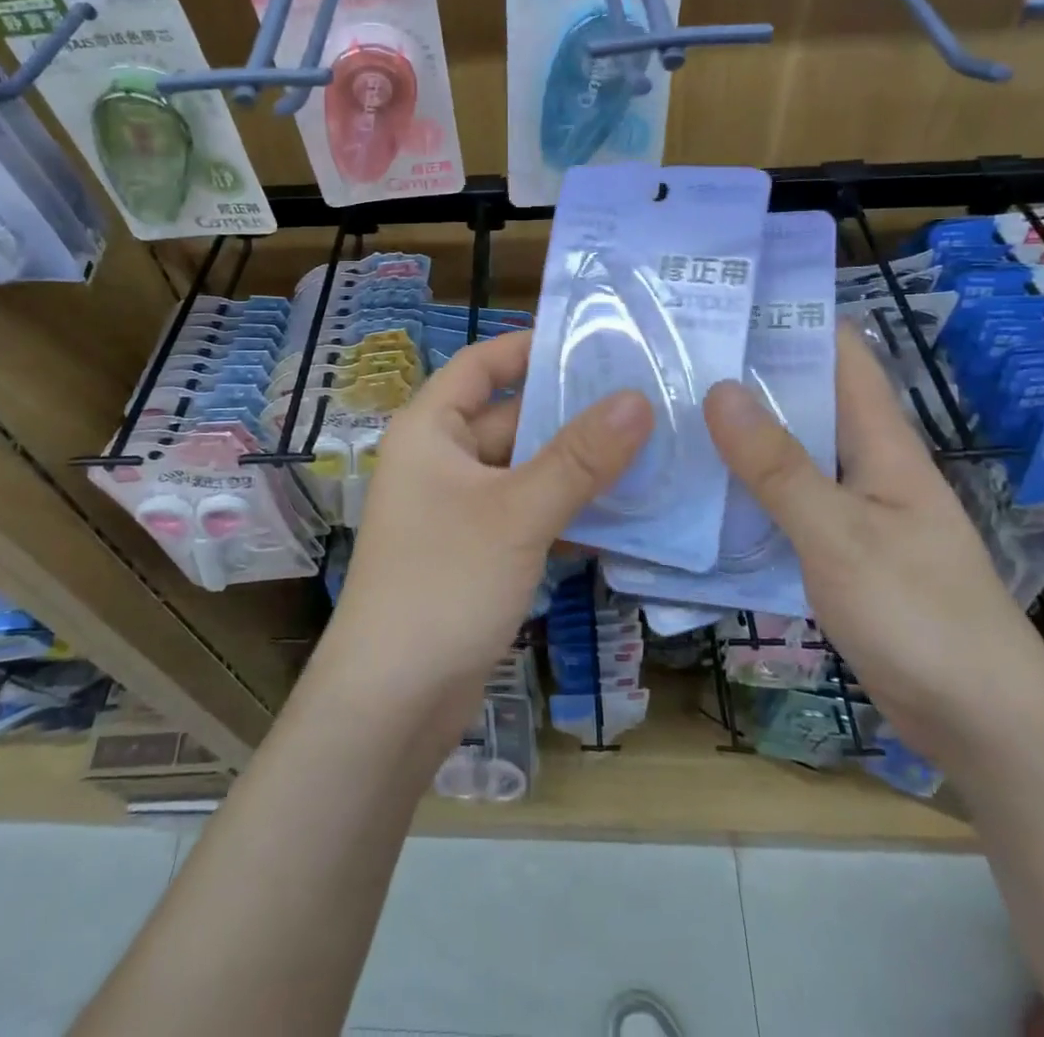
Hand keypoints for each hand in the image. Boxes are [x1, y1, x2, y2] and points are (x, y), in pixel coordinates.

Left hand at [328, 332, 654, 704]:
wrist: (392, 702)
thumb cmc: (444, 584)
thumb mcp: (517, 513)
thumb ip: (579, 458)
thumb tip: (638, 400)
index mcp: (431, 430)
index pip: (481, 364)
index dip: (530, 347)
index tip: (594, 341)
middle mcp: (440, 460)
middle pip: (511, 417)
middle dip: (572, 412)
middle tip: (645, 399)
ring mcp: (459, 509)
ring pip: (526, 470)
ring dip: (578, 466)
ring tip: (651, 449)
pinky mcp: (477, 552)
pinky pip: (528, 513)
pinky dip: (568, 510)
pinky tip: (624, 514)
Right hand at [703, 328, 1043, 761]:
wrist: (986, 726)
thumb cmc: (920, 615)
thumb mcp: (839, 534)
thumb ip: (778, 466)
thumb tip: (720, 389)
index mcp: (881, 441)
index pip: (840, 352)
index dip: (789, 319)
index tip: (722, 303)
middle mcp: (866, 464)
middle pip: (804, 400)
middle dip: (746, 376)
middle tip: (672, 358)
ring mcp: (852, 510)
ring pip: (789, 454)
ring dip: (739, 436)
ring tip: (669, 414)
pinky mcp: (838, 552)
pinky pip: (784, 505)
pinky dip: (746, 491)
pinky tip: (698, 493)